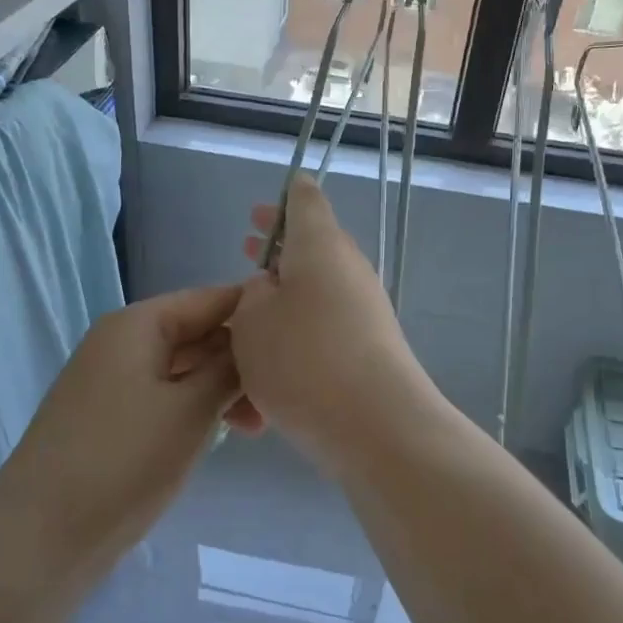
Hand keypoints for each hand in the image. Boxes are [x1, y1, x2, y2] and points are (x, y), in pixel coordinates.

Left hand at [0, 285, 260, 599]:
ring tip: (255, 428)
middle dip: (240, 361)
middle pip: (197, 334)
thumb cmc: (123, 461)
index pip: (210, 299)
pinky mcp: (108, 417)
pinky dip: (194, 409)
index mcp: (137, 325)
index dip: (255, 313)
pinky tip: (218, 435)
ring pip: (183, 369)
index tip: (301, 337)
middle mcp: (121, 342)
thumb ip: (228, 368)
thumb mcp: (190, 410)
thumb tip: (253, 343)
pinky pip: (163, 396)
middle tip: (280, 400)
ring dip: (221, 390)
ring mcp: (111, 381)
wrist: (41, 537)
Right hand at [231, 176, 436, 459]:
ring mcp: (364, 311)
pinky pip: (325, 333)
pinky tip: (268, 374)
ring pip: (316, 294)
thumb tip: (272, 288)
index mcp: (320, 245)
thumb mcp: (252, 319)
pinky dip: (296, 340)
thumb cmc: (303, 359)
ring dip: (283, 299)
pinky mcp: (369, 350)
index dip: (284, 197)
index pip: (305, 200)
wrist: (375, 425)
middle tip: (248, 247)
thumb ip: (253, 295)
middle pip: (313, 247)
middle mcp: (348, 270)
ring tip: (249, 316)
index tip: (265, 205)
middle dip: (277, 250)